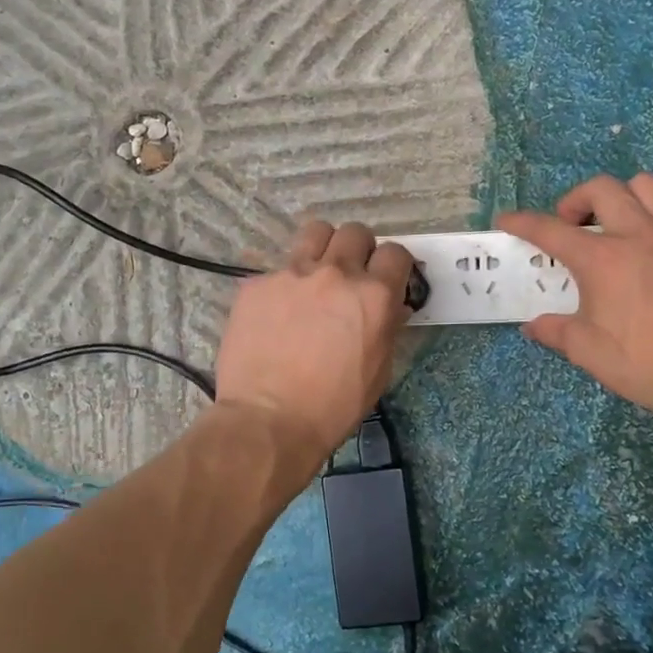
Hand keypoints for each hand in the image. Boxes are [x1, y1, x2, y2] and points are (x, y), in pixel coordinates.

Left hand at [214, 220, 415, 457]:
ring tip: (315, 275)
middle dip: (359, 250)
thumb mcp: (379, 370)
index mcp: (374, 295)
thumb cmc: (334, 405)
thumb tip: (392, 306)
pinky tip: (276, 314)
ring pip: (315, 232)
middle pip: (356, 232)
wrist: (269, 420)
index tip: (386, 280)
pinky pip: (277, 270)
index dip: (394, 266)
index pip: (396, 253)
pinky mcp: (257, 284)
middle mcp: (335, 274)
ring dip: (323, 248)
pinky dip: (284, 285)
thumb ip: (388, 326)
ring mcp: (292, 274)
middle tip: (350, 277)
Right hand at [496, 174, 652, 412]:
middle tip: (574, 224)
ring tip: (623, 220)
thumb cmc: (640, 362)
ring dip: (627, 197)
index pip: (549, 230)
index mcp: (600, 259)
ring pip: (648, 186)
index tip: (508, 221)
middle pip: (601, 189)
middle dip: (577, 200)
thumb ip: (555, 330)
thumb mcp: (585, 350)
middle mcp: (637, 234)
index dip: (522, 222)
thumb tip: (533, 326)